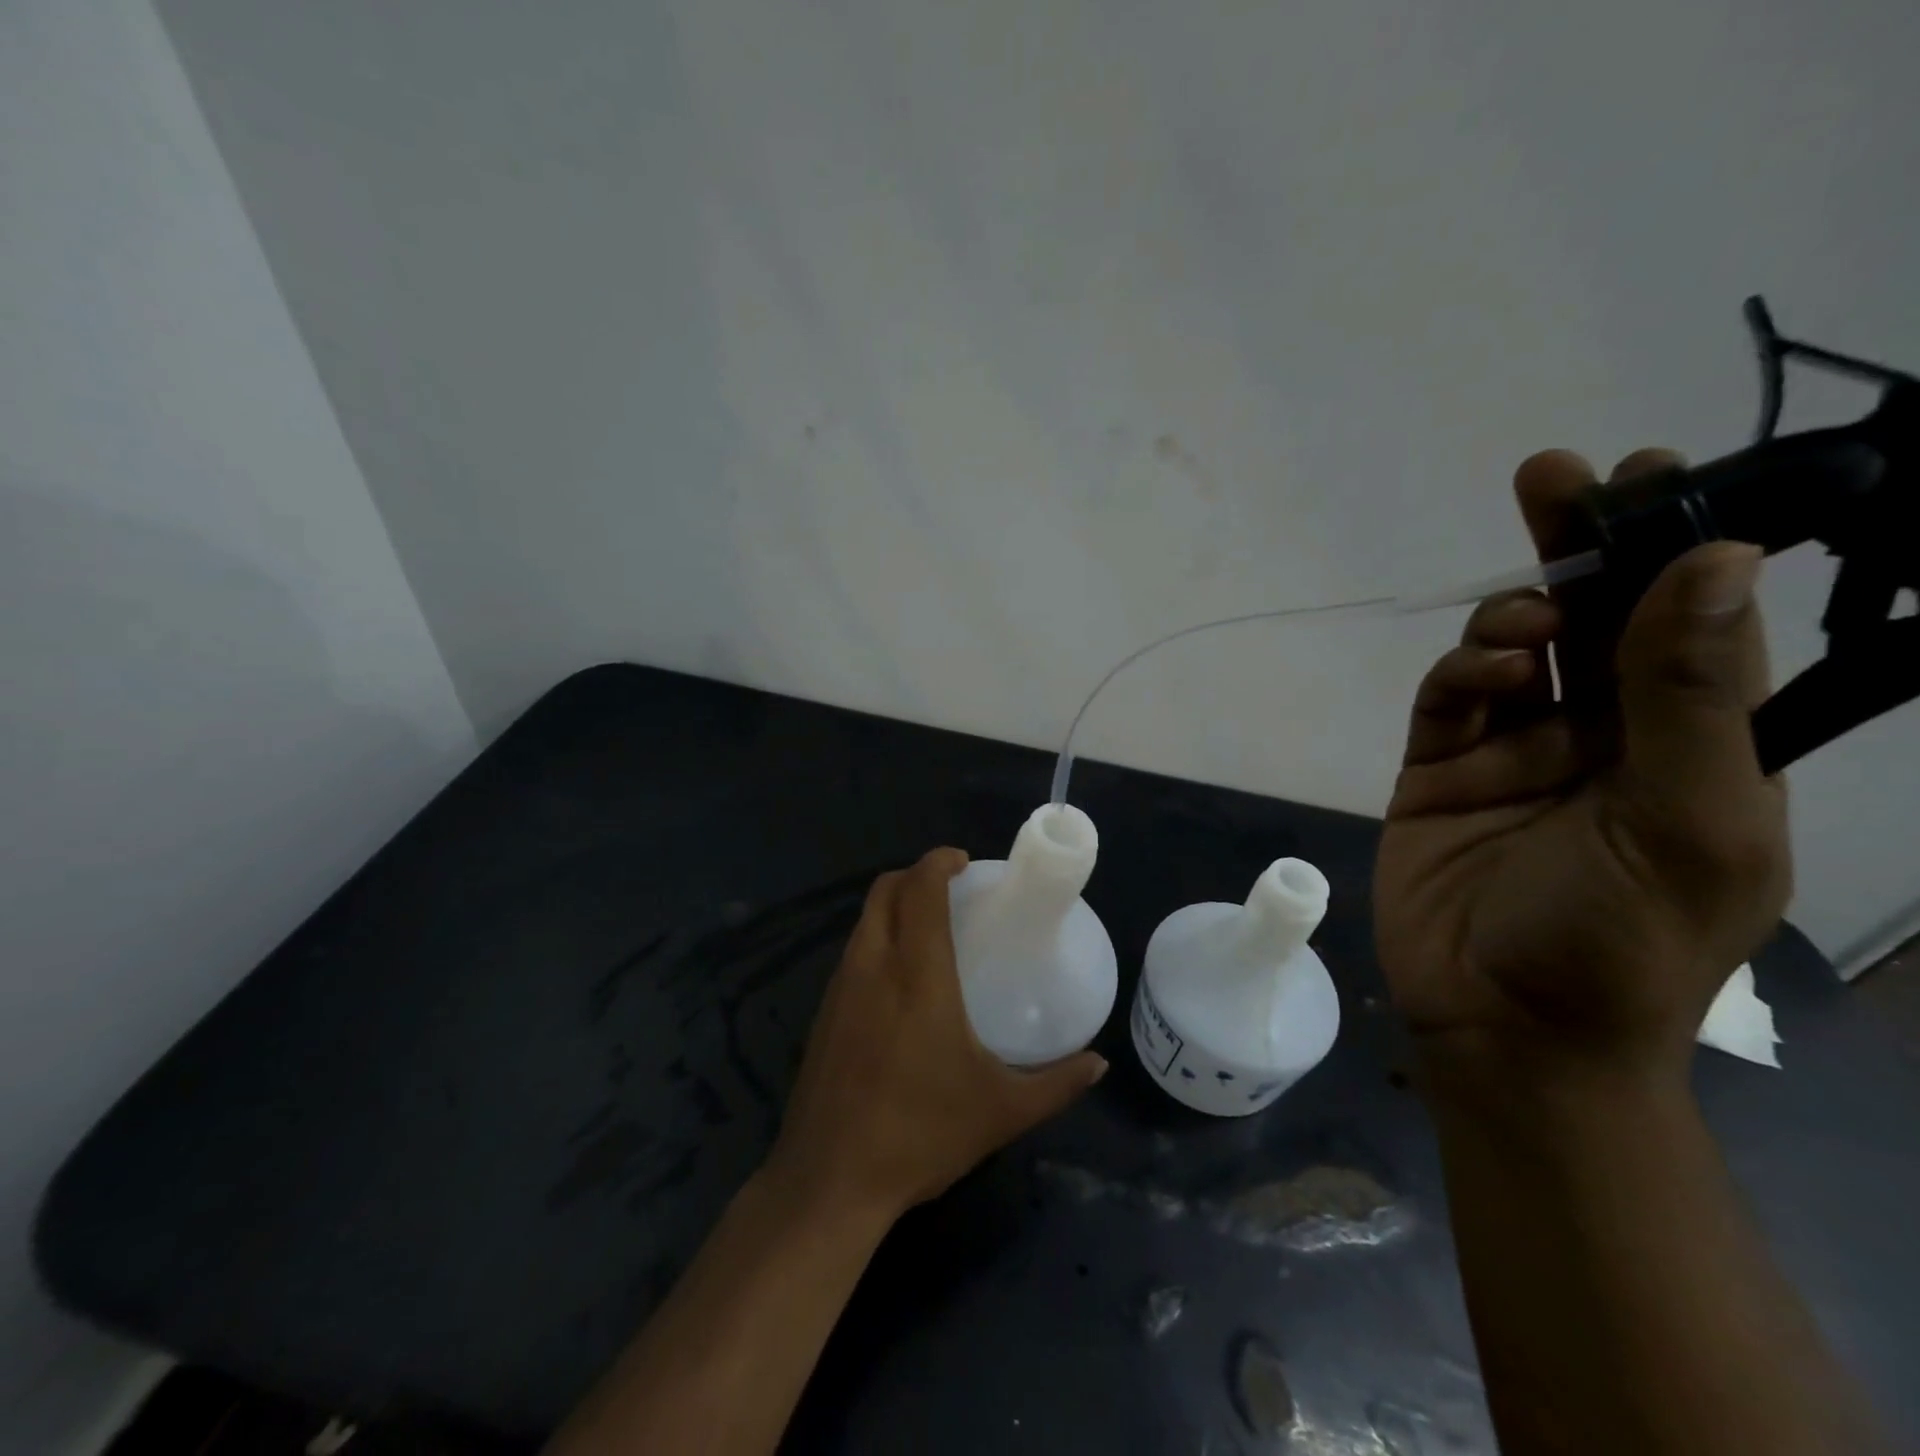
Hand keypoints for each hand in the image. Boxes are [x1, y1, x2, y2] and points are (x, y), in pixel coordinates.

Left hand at [765, 848, 1106, 1219]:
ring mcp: (840, 987)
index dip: (939, 862)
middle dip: (915, 875)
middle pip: (884, 890)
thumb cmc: (920, 1133)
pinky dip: (876, 938)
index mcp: (917, 972)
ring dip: (893, 905)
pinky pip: (852, 951)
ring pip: (864, 919)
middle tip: (950, 889)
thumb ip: (1056, 1083)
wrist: (829, 1180)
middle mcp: (873, 965)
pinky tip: (898, 978)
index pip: (919, 889)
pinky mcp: (823, 1012)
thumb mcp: (1001, 1110)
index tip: (964, 862)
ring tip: (928, 927)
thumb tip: (1098, 1063)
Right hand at [1374, 449, 1790, 1086]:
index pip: (1690, 624)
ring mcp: (1510, 753)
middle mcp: (1600, 736)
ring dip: (1511, 621)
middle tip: (1554, 478)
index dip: (1677, 546)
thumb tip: (1717, 564)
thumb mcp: (1685, 821)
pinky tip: (1478, 677)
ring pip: (1507, 654)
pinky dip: (1459, 676)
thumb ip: (1690, 698)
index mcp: (1688, 745)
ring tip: (1520, 626)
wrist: (1504, 1027)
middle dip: (1576, 548)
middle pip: (1589, 621)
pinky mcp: (1436, 772)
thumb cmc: (1619, 940)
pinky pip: (1445, 703)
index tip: (1655, 473)